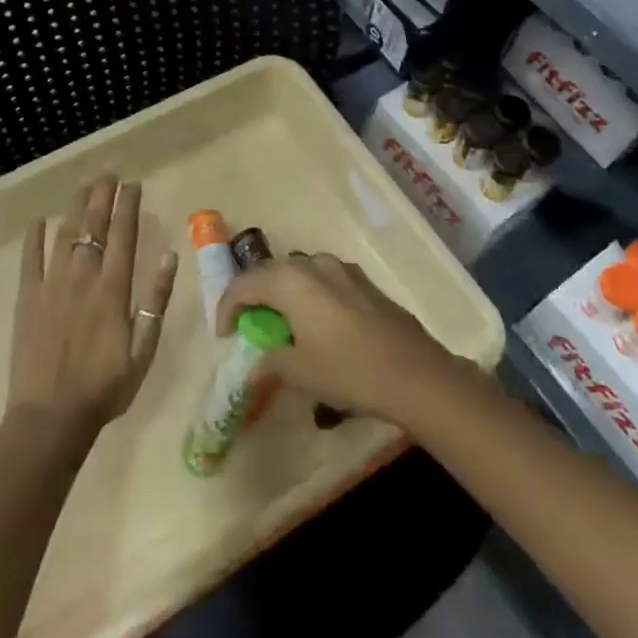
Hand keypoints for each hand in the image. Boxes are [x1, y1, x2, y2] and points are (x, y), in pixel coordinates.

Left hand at [8, 174, 177, 439]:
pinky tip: (38, 220)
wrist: (51, 418)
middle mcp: (83, 277)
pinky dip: (34, 237)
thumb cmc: (105, 388)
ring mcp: (51, 285)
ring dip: (75, 206)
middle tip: (108, 170)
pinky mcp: (27, 299)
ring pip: (65, 234)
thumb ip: (155, 301)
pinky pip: (30, 260)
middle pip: (94, 225)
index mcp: (113, 289)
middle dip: (102, 195)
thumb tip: (168, 257)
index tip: (133, 183)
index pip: (123, 234)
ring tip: (83, 184)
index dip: (128, 205)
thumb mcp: (144, 350)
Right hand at [215, 255, 475, 428]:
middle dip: (256, 297)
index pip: (245, 284)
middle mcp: (314, 265)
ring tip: (284, 325)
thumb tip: (254, 366)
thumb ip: (271, 363)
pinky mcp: (365, 283)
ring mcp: (344, 270)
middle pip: (273, 274)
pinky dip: (311, 298)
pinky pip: (325, 282)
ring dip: (286, 295)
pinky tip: (319, 325)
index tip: (223, 335)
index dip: (228, 308)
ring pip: (301, 275)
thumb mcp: (300, 372)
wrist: (414, 373)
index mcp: (291, 281)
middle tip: (249, 325)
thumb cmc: (348, 370)